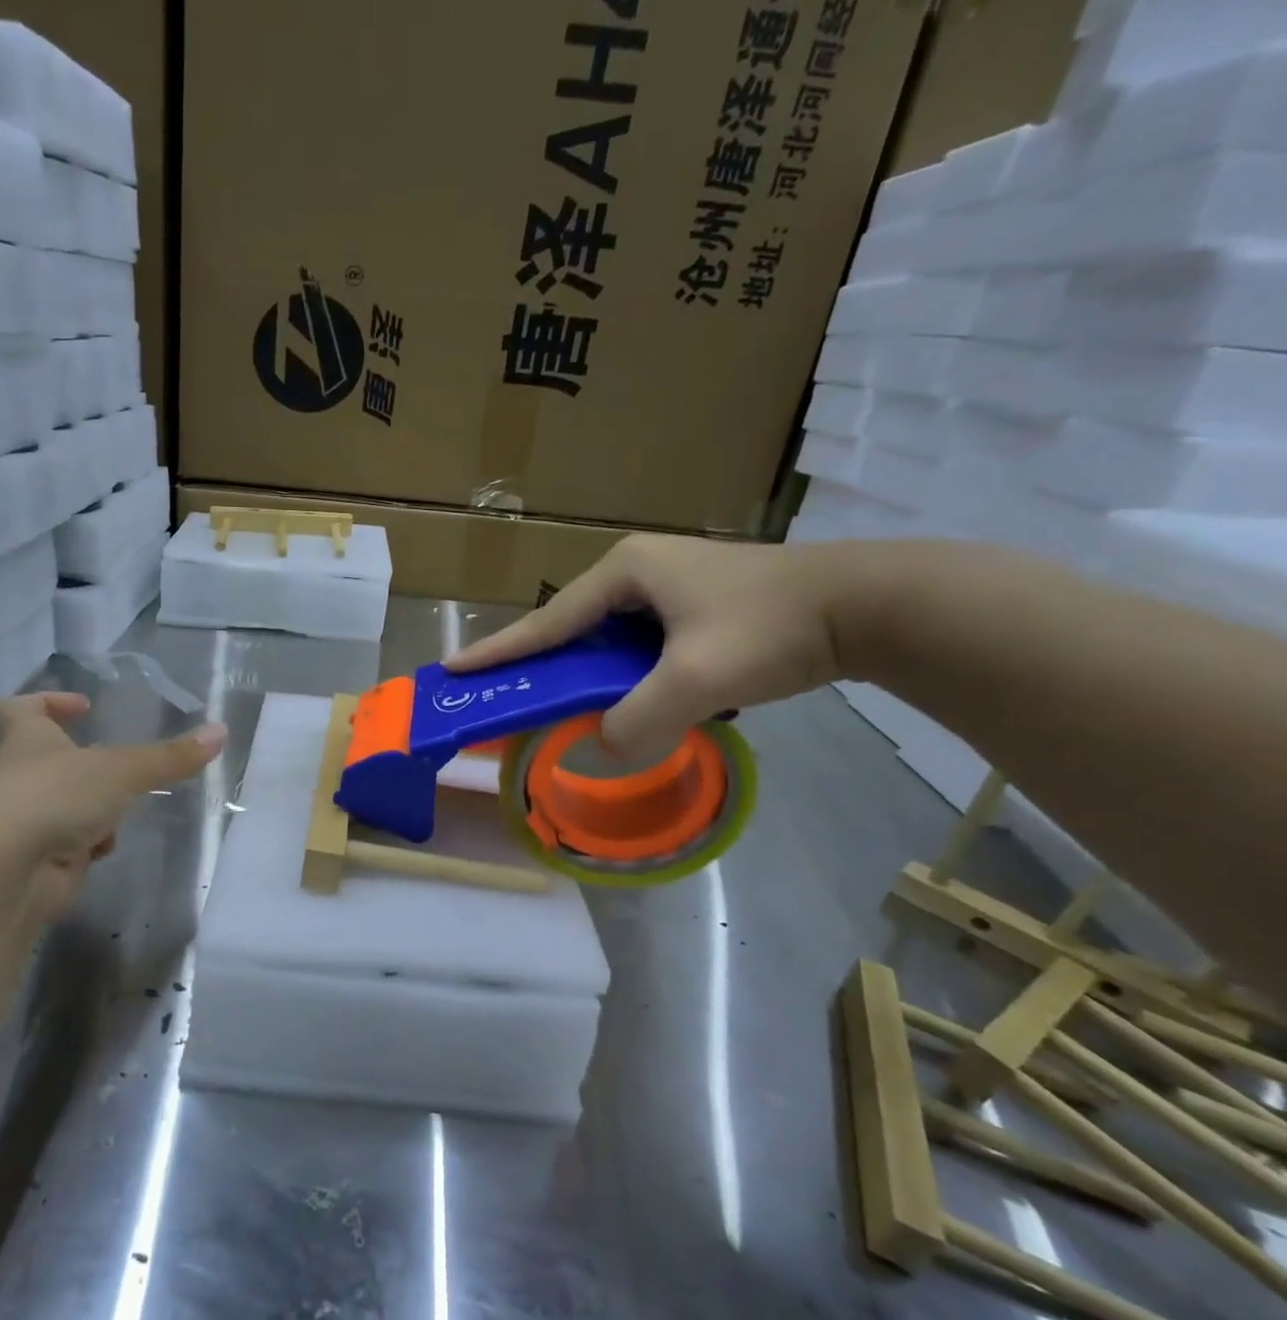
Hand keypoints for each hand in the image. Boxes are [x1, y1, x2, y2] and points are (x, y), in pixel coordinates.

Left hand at [0, 692, 226, 921]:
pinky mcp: (35, 860)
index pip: (18, 708)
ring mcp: (25, 820)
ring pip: (62, 805)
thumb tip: (221, 732)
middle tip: (119, 766)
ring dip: (92, 808)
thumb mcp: (121, 770)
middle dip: (83, 765)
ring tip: (121, 811)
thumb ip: (169, 757)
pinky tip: (103, 851)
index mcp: (27, 740)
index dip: (46, 701)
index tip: (82, 706)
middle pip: (45, 761)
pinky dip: (88, 845)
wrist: (5, 871)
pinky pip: (68, 844)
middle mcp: (20, 776)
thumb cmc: (54, 797)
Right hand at [444, 534, 849, 760]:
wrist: (868, 606)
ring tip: (565, 709)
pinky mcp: (694, 605)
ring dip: (588, 675)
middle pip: (572, 629)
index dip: (498, 651)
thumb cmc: (772, 629)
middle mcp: (638, 570)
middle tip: (508, 697)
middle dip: (541, 666)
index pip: (547, 623)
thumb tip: (601, 749)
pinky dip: (624, 676)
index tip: (452, 669)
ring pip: (607, 641)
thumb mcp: (697, 682)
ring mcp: (668, 585)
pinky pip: (638, 646)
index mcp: (625, 571)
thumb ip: (639, 721)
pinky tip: (628, 700)